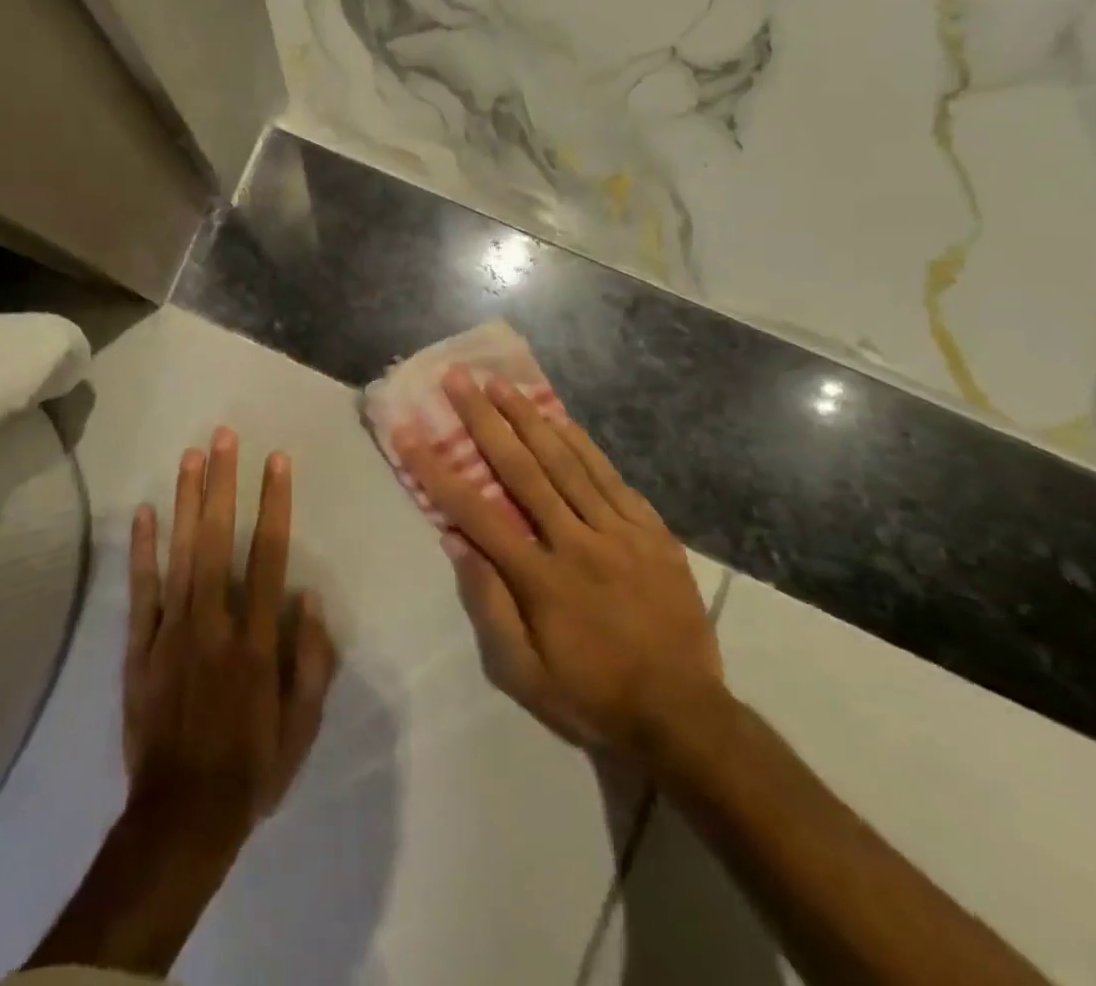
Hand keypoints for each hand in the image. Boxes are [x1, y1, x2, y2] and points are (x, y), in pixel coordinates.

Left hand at [123, 429, 338, 841]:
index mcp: (255, 641)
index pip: (267, 555)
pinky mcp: (139, 648)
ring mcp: (171, 632)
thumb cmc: (251, 768)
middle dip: (222, 484)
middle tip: (224, 436)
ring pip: (179, 553)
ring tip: (191, 455)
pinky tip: (144, 512)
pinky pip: (141, 591)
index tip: (276, 461)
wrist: (181, 818)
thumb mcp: (302, 727)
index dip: (274, 504)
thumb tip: (308, 596)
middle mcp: (213, 623)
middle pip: (218, 539)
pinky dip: (141, 550)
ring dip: (186, 501)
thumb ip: (312, 661)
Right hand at [396, 371, 720, 759]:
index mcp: (540, 579)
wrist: (687, 717)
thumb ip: (490, 607)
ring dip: (530, 418)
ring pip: (567, 462)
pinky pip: (611, 477)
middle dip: (484, 419)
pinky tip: (562, 418)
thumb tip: (457, 543)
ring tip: (501, 382)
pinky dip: (583, 444)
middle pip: (522, 469)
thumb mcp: (525, 676)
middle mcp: (576, 543)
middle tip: (459, 379)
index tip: (409, 431)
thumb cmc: (593, 697)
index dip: (436, 469)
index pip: (475, 512)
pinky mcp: (651, 531)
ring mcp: (619, 532)